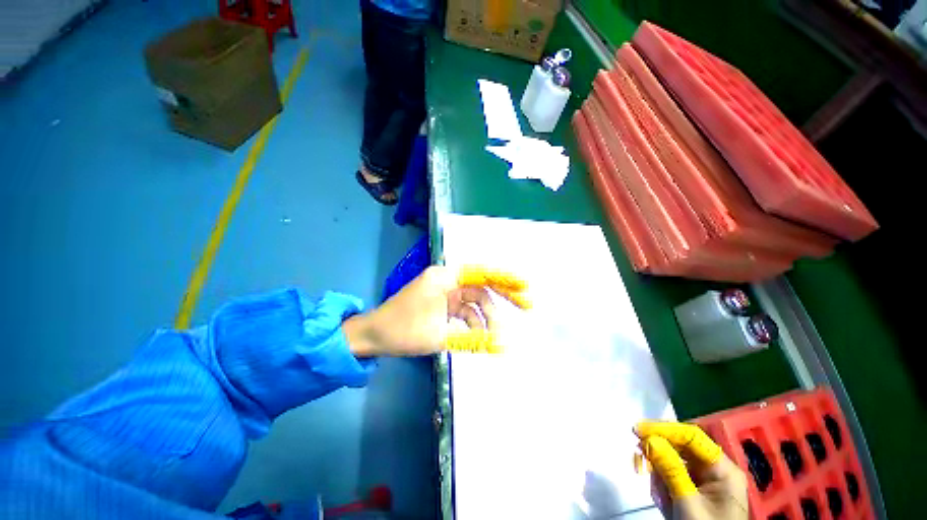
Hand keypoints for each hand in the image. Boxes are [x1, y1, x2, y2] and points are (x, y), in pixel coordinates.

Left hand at [343, 265, 529, 356]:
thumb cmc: (402, 330)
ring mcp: (445, 294)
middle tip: (526, 305)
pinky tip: (481, 337)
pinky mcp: (443, 306)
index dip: (504, 277)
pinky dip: (474, 324)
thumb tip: (501, 345)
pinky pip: (465, 312)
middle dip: (503, 295)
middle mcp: (447, 281)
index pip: (480, 273)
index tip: (524, 285)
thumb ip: (471, 339)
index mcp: (444, 278)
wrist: (374, 336)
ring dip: (487, 317)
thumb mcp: (438, 335)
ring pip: (474, 302)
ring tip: (498, 336)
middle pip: (481, 285)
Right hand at [635, 421, 747, 519]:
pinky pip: (674, 475)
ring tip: (660, 493)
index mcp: (723, 469)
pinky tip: (663, 499)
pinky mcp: (696, 489)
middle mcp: (716, 469)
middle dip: (659, 453)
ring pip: (674, 461)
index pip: (692, 436)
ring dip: (660, 472)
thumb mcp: (688, 502)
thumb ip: (671, 469)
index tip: (638, 429)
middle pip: (681, 447)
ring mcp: (706, 480)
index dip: (664, 429)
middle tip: (639, 456)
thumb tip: (649, 439)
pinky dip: (663, 483)